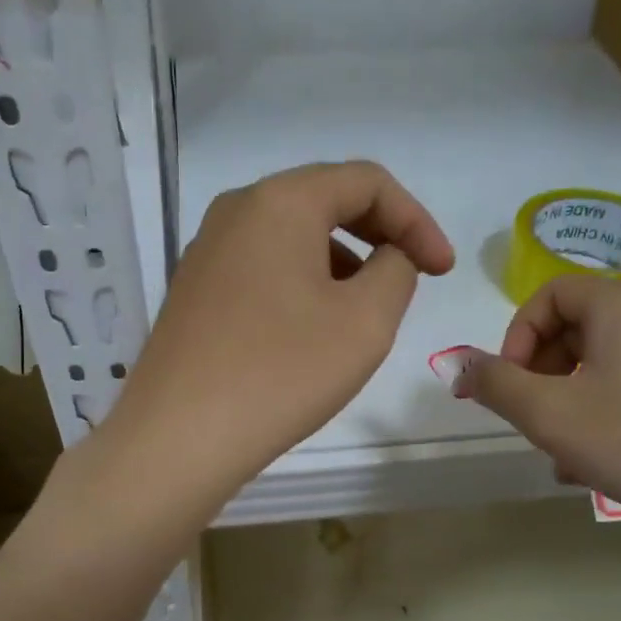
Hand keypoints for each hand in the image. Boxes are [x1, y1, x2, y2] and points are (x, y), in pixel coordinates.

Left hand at [102, 161, 453, 499]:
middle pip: (325, 200)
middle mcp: (236, 211)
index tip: (442, 271)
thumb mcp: (365, 321)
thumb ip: (397, 272)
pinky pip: (262, 268)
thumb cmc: (280, 373)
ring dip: (341, 261)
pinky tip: (312, 330)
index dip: (417, 220)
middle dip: (380, 235)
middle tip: (412, 279)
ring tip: (365, 311)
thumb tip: (389, 258)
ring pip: (292, 236)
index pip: (366, 181)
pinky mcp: (194, 291)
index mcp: (279, 201)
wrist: (178, 438)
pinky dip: (302, 283)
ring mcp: (206, 251)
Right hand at [458, 275, 620, 548]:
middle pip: (575, 326)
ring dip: (567, 400)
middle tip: (532, 417)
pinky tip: (596, 463)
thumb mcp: (548, 414)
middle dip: (540, 372)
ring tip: (560, 453)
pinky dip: (602, 412)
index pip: (550, 294)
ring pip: (602, 363)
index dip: (517, 336)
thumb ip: (495, 383)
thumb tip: (463, 365)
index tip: (510, 385)